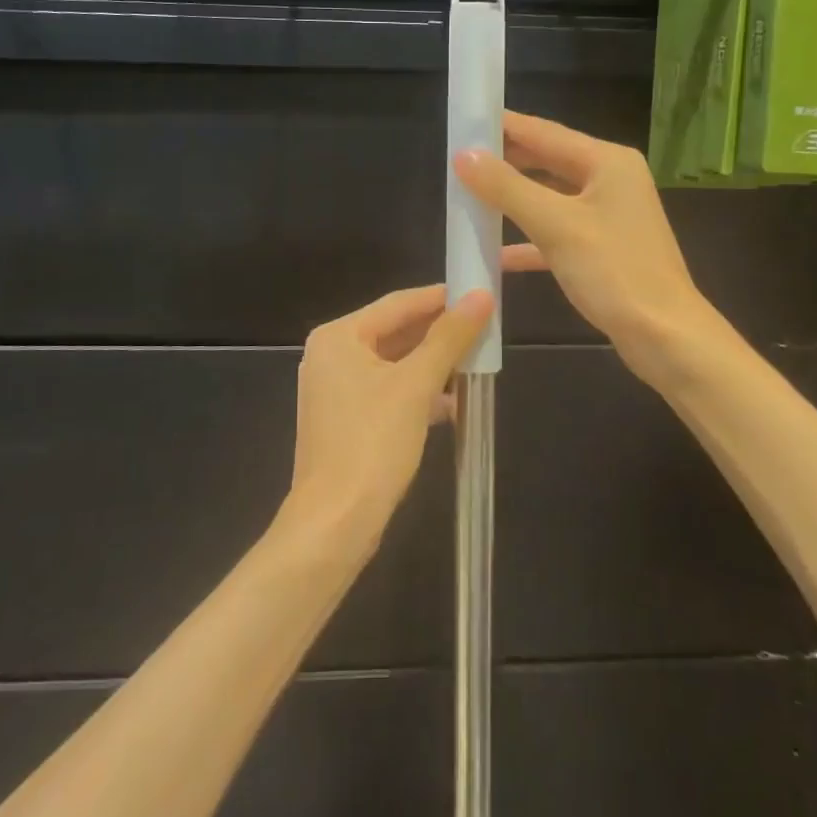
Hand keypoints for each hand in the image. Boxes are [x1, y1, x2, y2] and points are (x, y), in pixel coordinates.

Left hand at [286, 246, 540, 544]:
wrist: (335, 522)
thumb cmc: (373, 443)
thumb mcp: (416, 385)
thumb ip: (449, 338)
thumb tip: (481, 297)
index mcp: (338, 337)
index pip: (398, 303)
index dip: (441, 298)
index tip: (480, 293)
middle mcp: (331, 356)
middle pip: (395, 332)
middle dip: (440, 334)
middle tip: (485, 328)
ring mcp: (335, 390)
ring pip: (394, 364)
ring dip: (433, 365)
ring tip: (476, 364)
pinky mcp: (346, 420)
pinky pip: (388, 391)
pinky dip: (418, 393)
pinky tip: (452, 404)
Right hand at [453, 111, 713, 381]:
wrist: (666, 337)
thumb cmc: (615, 273)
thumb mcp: (556, 226)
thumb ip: (507, 188)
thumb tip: (464, 156)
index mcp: (606, 162)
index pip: (543, 131)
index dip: (502, 125)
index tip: (463, 121)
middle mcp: (610, 179)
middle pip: (547, 160)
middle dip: (504, 161)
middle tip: (458, 160)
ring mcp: (608, 214)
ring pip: (550, 196)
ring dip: (513, 198)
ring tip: (469, 195)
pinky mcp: (602, 246)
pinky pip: (557, 230)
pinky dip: (528, 237)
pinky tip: (496, 253)